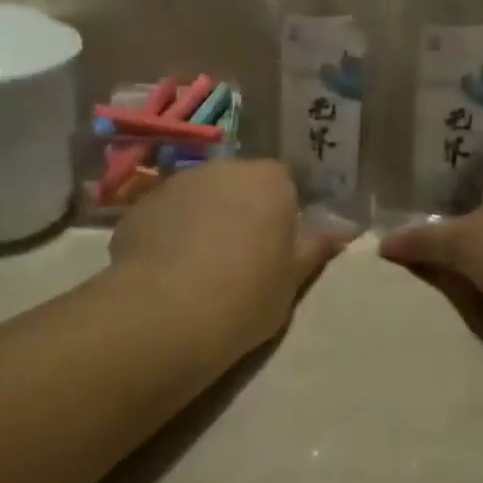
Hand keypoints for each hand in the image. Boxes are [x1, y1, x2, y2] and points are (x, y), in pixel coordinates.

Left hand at [110, 160, 348, 350]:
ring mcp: (177, 182)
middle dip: (240, 209)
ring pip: (199, 196)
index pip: (284, 182)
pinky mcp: (140, 205)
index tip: (277, 244)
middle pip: (238, 183)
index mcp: (269, 180)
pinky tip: (164, 271)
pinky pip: (164, 215)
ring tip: (197, 267)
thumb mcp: (292, 279)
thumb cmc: (246, 295)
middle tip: (239, 255)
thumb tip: (342, 230)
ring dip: (202, 218)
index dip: (281, 211)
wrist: (166, 313)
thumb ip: (315, 248)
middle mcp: (223, 168)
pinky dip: (168, 233)